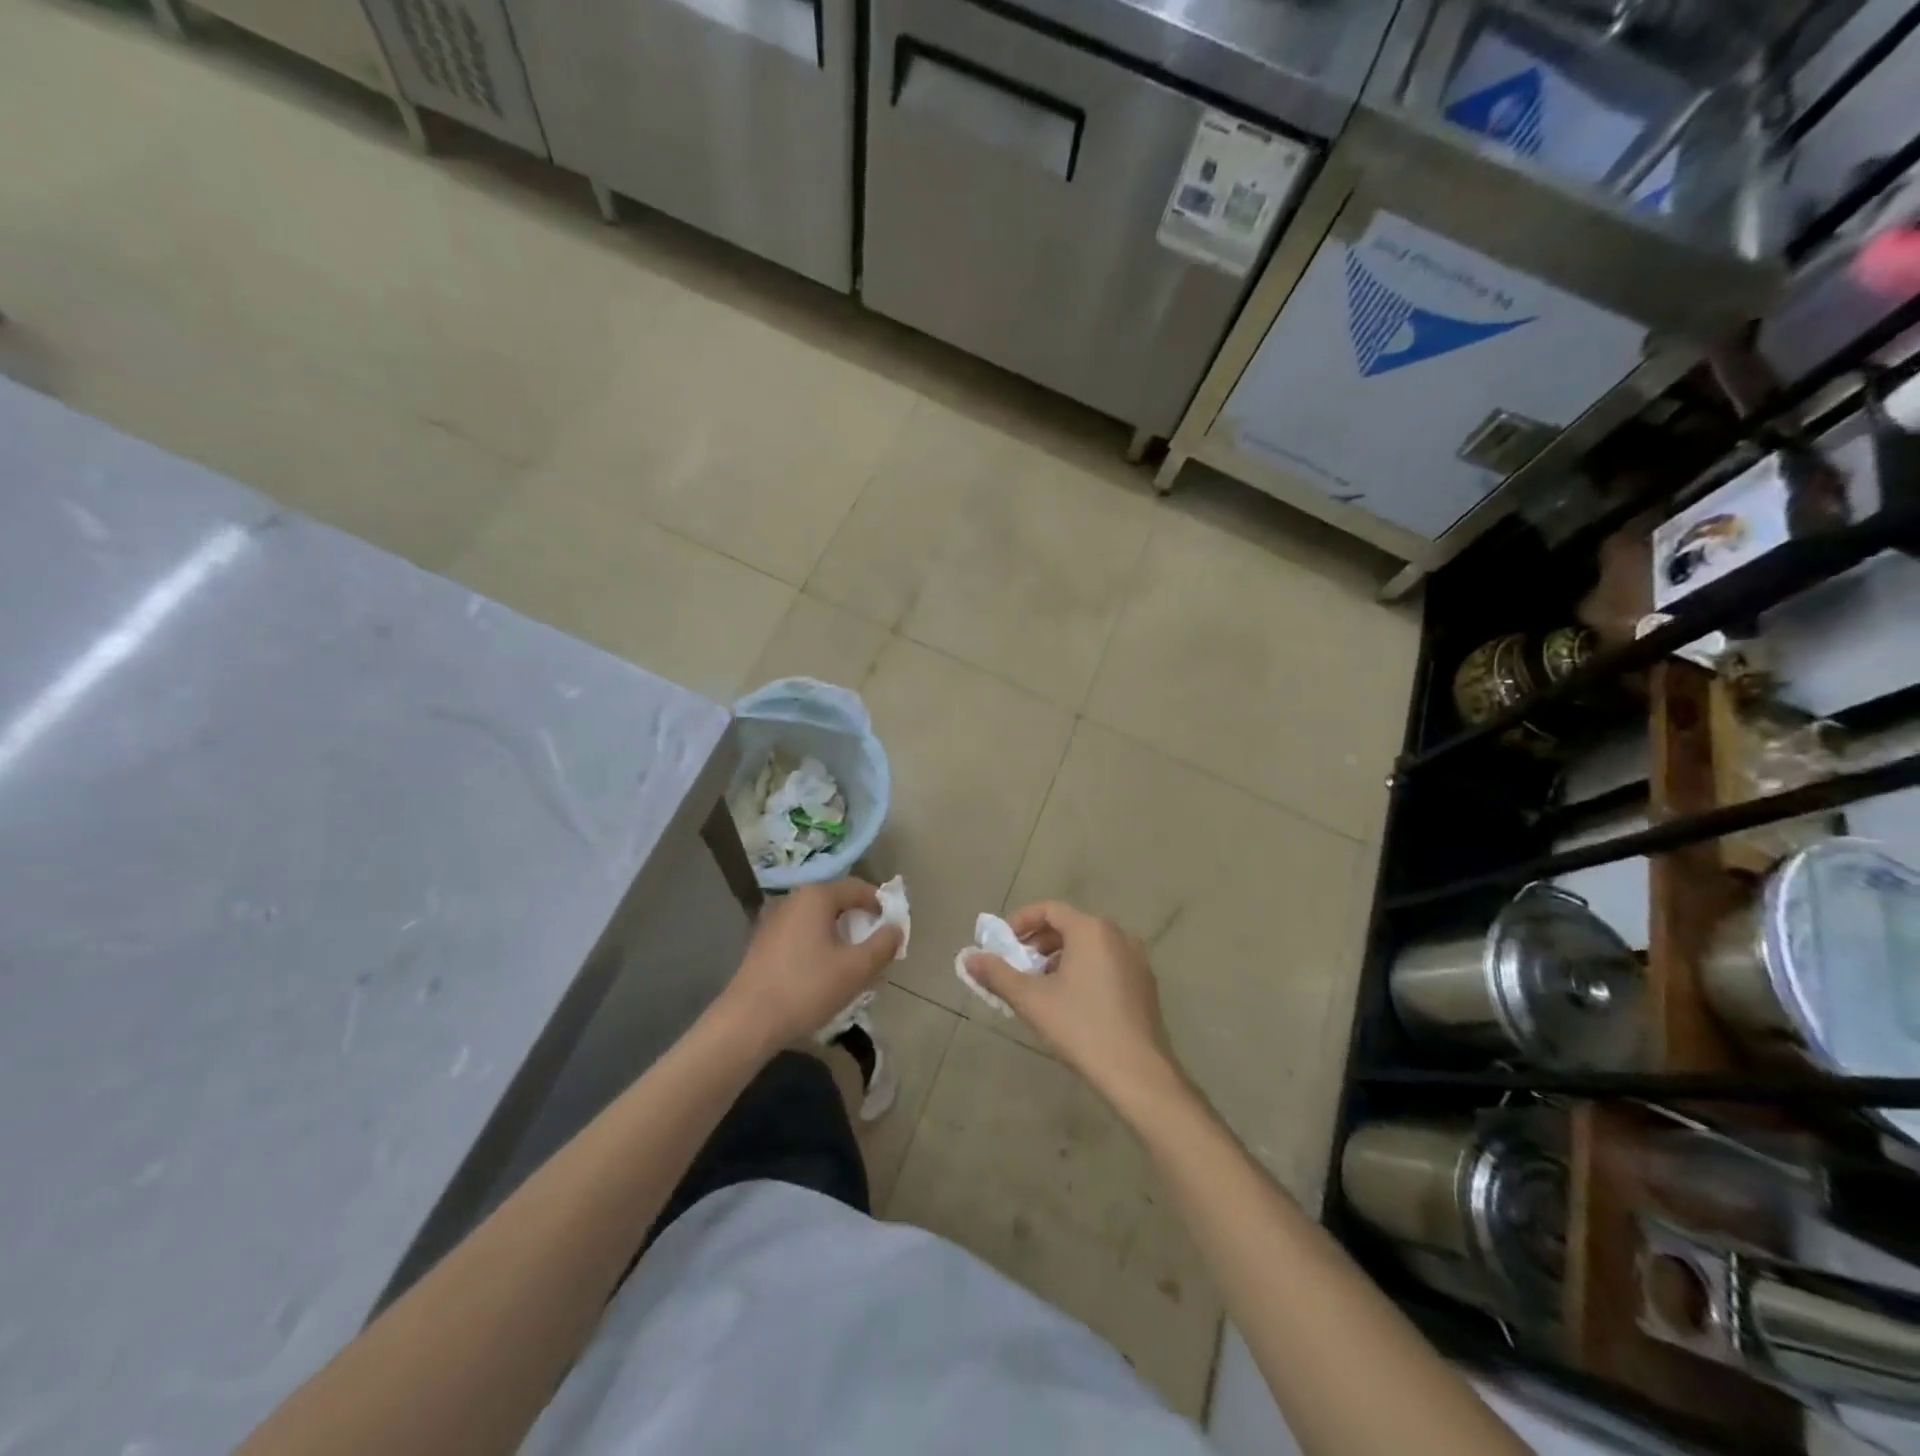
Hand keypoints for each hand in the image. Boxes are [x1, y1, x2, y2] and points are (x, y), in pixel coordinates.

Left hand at [720, 879, 902, 1055]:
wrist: (747, 1022)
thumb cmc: (807, 988)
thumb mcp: (856, 969)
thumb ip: (883, 944)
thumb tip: (896, 928)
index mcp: (816, 896)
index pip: (858, 888)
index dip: (881, 905)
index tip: (893, 929)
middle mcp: (793, 899)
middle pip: (837, 903)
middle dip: (860, 923)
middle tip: (875, 950)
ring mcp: (774, 920)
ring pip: (819, 921)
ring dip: (840, 937)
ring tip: (852, 965)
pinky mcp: (762, 943)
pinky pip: (801, 935)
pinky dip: (819, 946)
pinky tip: (822, 975)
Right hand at [966, 901, 1186, 1112]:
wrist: (1137, 1073)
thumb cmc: (1080, 1028)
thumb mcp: (1031, 1000)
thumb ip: (998, 974)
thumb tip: (969, 958)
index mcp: (1091, 930)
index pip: (1049, 909)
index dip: (1021, 921)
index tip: (1003, 943)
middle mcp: (1117, 934)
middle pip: (1070, 925)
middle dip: (1039, 941)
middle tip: (1018, 964)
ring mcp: (1136, 958)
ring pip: (1089, 945)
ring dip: (1061, 956)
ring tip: (1041, 985)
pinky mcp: (1145, 982)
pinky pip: (1107, 961)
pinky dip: (1084, 968)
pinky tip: (1072, 1000)